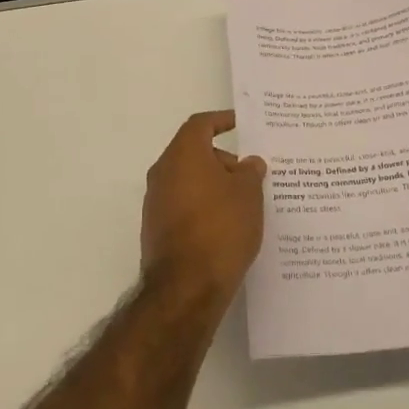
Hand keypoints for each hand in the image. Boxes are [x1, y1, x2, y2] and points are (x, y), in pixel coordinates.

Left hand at [140, 111, 266, 302]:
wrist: (186, 287)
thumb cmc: (221, 228)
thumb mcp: (248, 194)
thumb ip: (250, 171)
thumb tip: (248, 163)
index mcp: (183, 154)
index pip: (200, 124)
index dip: (221, 120)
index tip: (241, 124)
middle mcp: (163, 173)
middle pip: (194, 153)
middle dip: (224, 160)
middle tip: (252, 175)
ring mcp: (156, 203)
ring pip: (189, 181)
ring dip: (214, 186)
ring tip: (245, 203)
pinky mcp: (156, 230)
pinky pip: (184, 206)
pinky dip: (204, 207)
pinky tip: (227, 226)